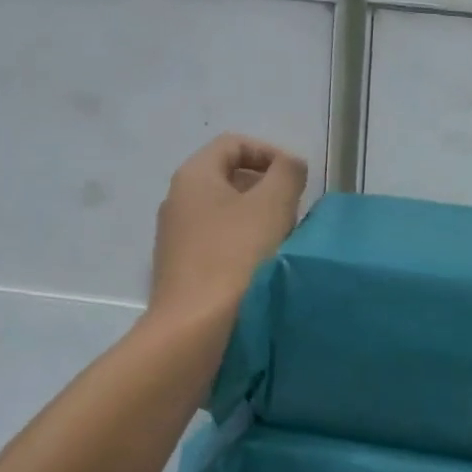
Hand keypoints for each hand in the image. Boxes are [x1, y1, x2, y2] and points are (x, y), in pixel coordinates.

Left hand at [151, 135, 307, 320]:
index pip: (233, 144)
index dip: (269, 152)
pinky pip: (218, 243)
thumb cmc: (236, 256)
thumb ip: (287, 172)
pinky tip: (262, 266)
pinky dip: (243, 245)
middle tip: (293, 211)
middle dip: (266, 188)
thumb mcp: (273, 204)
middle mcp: (177, 201)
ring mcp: (176, 237)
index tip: (295, 180)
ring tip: (283, 241)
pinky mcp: (182, 269)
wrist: (196, 326)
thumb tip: (289, 165)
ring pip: (225, 213)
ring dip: (258, 220)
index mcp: (194, 176)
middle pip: (228, 178)